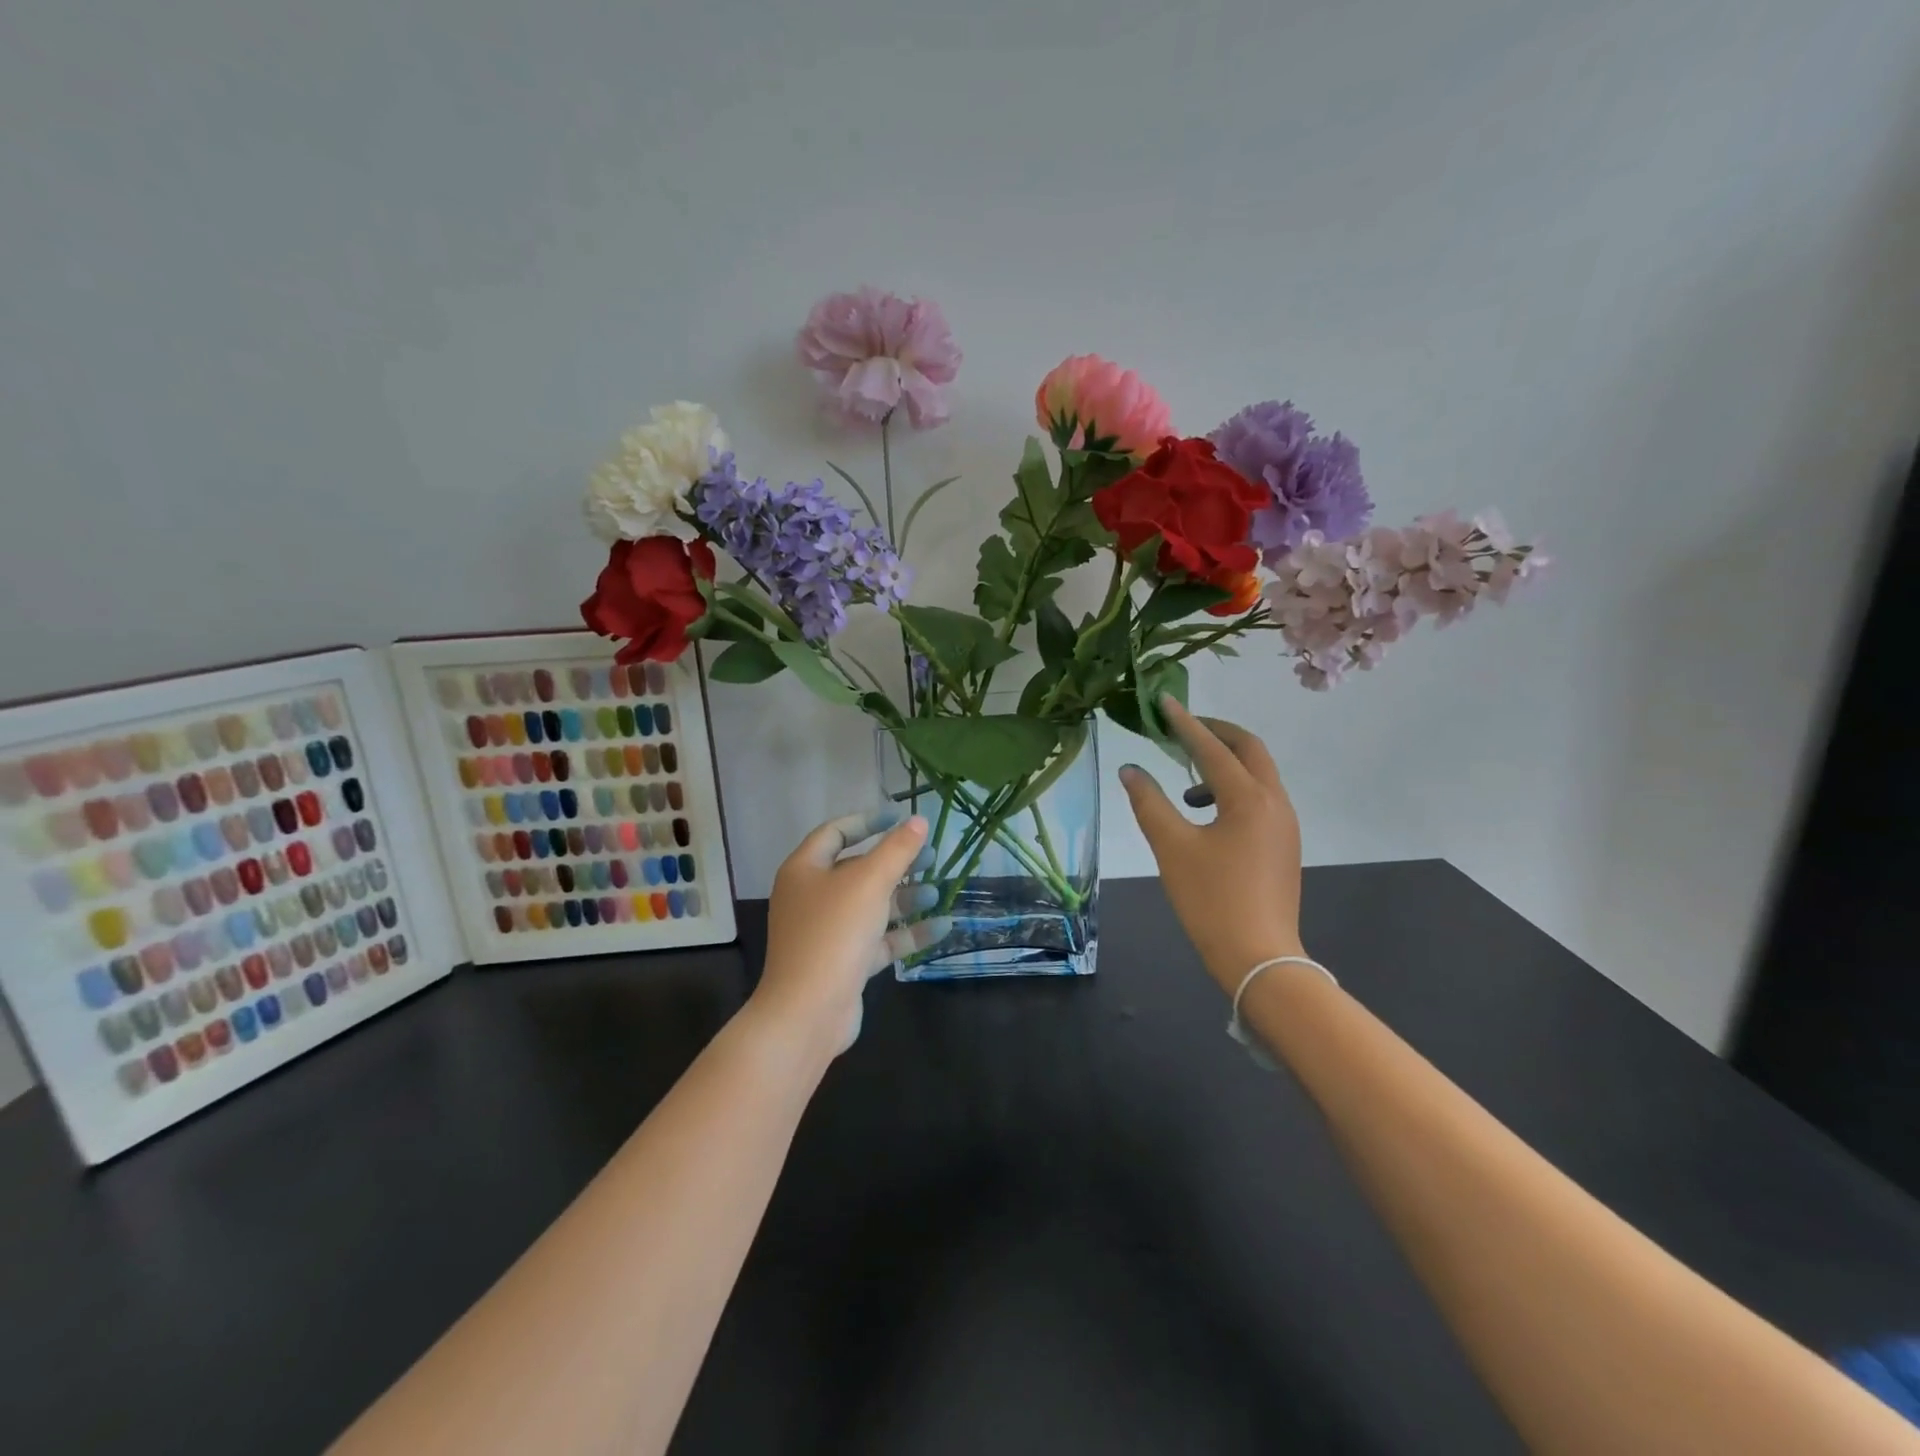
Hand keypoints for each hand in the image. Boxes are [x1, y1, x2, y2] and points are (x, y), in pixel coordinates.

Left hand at [752, 808, 951, 1055]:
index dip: (869, 821)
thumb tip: (918, 820)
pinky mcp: (845, 962)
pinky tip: (942, 926)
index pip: (836, 832)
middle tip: (931, 856)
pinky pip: (879, 939)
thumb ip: (896, 849)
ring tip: (939, 892)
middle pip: (858, 869)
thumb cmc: (834, 933)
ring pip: (872, 905)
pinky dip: (908, 932)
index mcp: (805, 870)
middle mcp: (812, 897)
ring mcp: (828, 932)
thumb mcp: (869, 883)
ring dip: (906, 898)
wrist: (808, 1011)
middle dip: (896, 862)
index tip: (901, 819)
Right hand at [1117, 699, 1305, 994]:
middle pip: (1249, 749)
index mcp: (1248, 798)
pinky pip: (1260, 799)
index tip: (1164, 702)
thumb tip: (1130, 770)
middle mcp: (1274, 802)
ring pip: (1258, 775)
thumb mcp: (1171, 848)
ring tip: (1186, 785)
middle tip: (1182, 729)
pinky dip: (1233, 791)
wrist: (1259, 957)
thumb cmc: (1211, 900)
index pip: (1212, 748)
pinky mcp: (1284, 844)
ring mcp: (1285, 824)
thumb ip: (1149, 803)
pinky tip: (1206, 817)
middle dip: (1216, 734)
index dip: (1185, 724)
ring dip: (1224, 765)